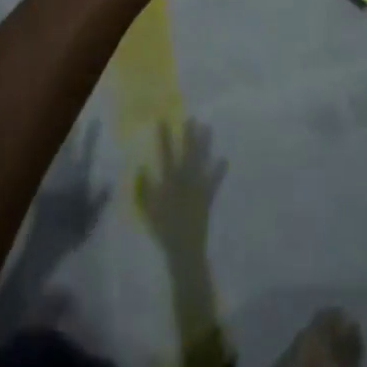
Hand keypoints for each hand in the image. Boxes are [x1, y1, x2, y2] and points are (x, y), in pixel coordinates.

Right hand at [136, 120, 227, 256]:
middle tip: (192, 118)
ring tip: (208, 128)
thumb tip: (141, 167)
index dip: (164, 137)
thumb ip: (144, 188)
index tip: (163, 120)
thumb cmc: (163, 228)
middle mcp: (185, 180)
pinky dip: (219, 171)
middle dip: (189, 135)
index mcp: (169, 181)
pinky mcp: (208, 197)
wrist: (184, 249)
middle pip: (188, 152)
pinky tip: (224, 159)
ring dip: (205, 145)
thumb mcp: (147, 209)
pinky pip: (214, 181)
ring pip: (202, 161)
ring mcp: (198, 187)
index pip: (166, 154)